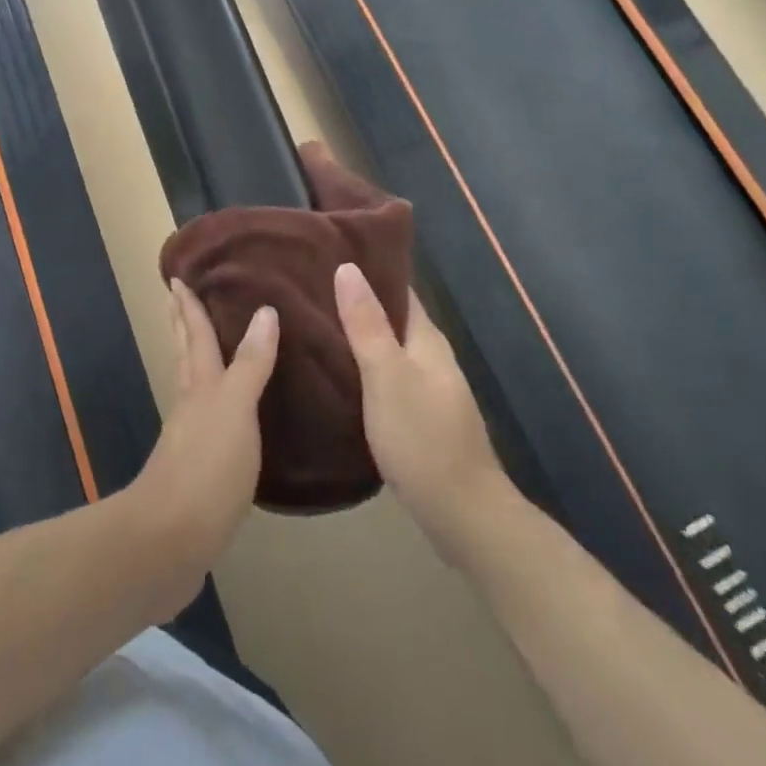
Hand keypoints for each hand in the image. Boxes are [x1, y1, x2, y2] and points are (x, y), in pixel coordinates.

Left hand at [122, 280, 278, 620]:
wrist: (170, 540)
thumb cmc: (207, 466)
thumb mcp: (235, 408)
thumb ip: (250, 364)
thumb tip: (264, 310)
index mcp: (199, 386)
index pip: (195, 335)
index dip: (189, 306)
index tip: (177, 278)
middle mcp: (190, 405)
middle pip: (185, 355)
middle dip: (182, 326)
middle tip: (176, 299)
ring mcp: (188, 439)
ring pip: (191, 387)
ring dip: (194, 361)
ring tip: (203, 348)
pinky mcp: (194, 472)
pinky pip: (204, 422)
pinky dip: (211, 405)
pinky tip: (221, 417)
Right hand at [335, 263, 504, 561]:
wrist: (462, 516)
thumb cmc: (423, 439)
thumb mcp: (388, 377)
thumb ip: (367, 325)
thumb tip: (348, 267)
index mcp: (426, 339)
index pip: (396, 287)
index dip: (366, 266)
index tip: (325, 249)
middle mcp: (428, 356)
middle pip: (388, 315)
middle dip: (352, 297)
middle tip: (303, 282)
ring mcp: (424, 388)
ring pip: (383, 346)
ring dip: (353, 331)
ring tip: (306, 319)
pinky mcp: (414, 415)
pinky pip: (381, 374)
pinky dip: (357, 363)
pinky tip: (329, 368)